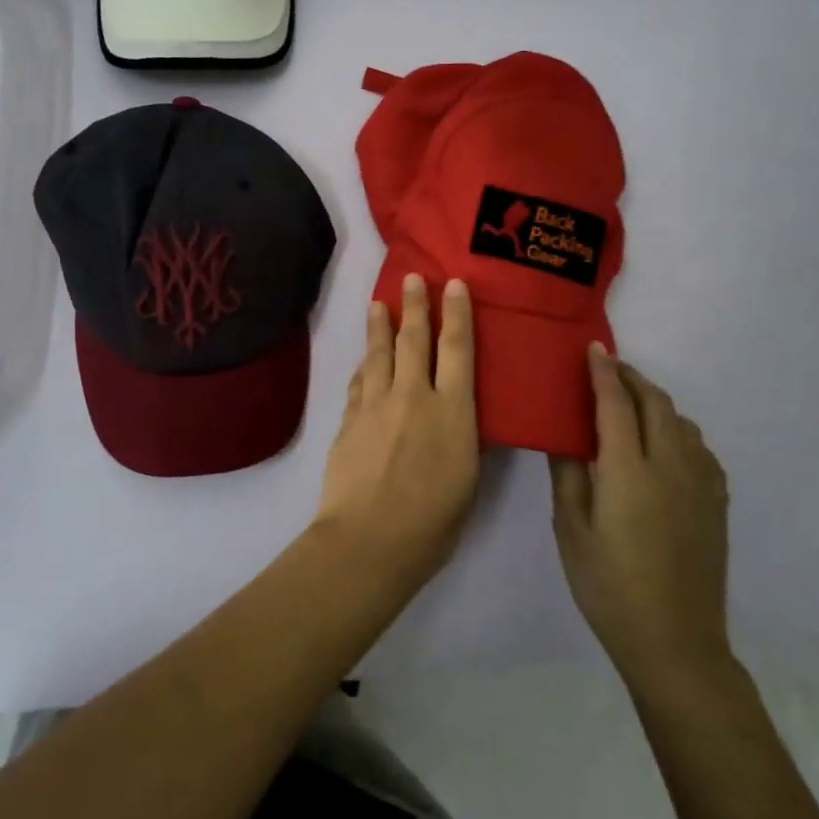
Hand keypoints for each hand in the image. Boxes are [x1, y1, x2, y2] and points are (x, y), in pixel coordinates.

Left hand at [314, 275, 481, 588]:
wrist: (370, 539)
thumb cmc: (433, 522)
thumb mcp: (468, 481)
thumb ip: (465, 441)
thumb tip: (464, 417)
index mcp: (452, 411)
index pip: (457, 350)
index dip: (457, 314)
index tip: (454, 285)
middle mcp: (413, 396)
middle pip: (414, 340)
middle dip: (415, 306)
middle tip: (413, 278)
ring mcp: (376, 405)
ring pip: (378, 353)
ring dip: (380, 326)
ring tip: (379, 304)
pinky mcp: (350, 420)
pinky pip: (359, 382)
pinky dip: (363, 365)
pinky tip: (363, 359)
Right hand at [550, 347, 731, 681]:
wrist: (675, 641)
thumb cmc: (609, 585)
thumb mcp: (571, 529)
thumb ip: (568, 473)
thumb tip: (562, 432)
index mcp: (629, 470)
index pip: (616, 403)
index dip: (603, 372)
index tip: (593, 348)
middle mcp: (670, 466)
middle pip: (655, 403)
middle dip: (631, 378)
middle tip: (608, 368)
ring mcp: (700, 483)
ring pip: (681, 422)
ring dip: (655, 401)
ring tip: (631, 403)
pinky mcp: (716, 502)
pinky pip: (699, 447)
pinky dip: (678, 429)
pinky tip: (663, 444)